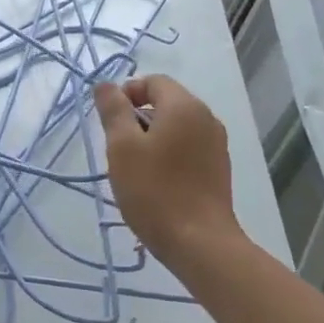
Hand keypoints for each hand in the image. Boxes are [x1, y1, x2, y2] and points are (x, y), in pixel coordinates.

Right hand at [94, 75, 240, 266]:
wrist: (198, 241)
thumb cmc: (154, 190)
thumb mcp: (122, 147)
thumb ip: (113, 110)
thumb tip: (105, 85)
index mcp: (184, 107)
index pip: (153, 81)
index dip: (127, 93)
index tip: (110, 122)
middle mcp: (206, 118)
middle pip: (166, 102)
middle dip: (138, 118)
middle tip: (118, 148)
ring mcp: (216, 144)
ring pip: (177, 127)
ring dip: (152, 137)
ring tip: (135, 168)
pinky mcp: (218, 168)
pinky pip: (188, 147)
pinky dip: (169, 153)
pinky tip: (156, 181)